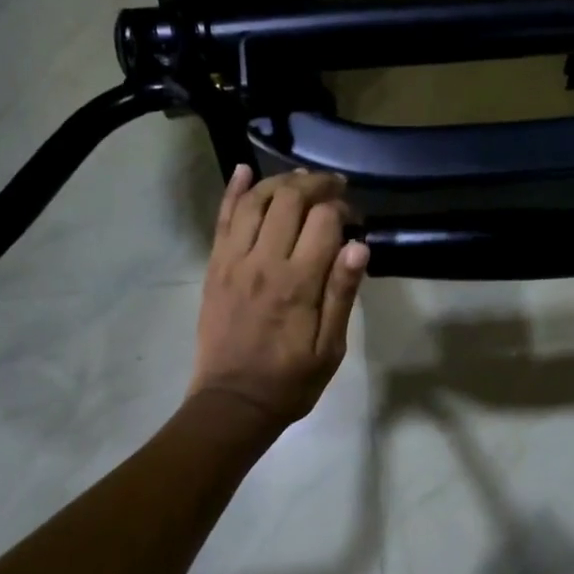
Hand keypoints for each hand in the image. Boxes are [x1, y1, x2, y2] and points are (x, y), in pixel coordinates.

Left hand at [190, 166, 368, 431]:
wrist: (232, 402)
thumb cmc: (290, 380)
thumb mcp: (330, 348)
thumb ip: (342, 294)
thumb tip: (359, 245)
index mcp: (298, 283)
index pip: (324, 221)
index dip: (343, 209)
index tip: (354, 217)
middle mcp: (264, 262)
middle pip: (289, 199)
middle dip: (316, 184)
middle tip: (334, 187)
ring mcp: (233, 261)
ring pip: (255, 201)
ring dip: (280, 182)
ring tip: (300, 179)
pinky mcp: (215, 266)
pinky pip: (223, 219)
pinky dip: (234, 191)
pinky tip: (244, 170)